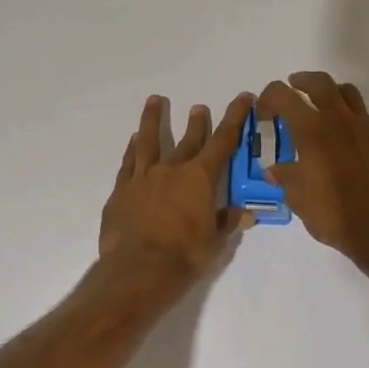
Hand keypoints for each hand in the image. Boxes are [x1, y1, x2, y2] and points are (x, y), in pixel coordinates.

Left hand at [99, 93, 254, 280]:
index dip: (235, 117)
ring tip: (155, 101)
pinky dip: (132, 149)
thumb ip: (228, 222)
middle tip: (199, 107)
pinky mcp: (121, 190)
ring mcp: (143, 178)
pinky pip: (128, 163)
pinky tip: (133, 141)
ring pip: (149, 141)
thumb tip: (246, 213)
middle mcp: (172, 170)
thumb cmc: (184, 256)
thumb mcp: (215, 242)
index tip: (242, 97)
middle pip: (188, 140)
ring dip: (153, 120)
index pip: (223, 141)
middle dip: (197, 122)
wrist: (138, 270)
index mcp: (200, 179)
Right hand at [257, 72, 368, 266]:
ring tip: (329, 103)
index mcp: (312, 130)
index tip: (265, 112)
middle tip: (296, 87)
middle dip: (303, 81)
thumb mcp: (298, 199)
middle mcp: (340, 120)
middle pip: (320, 83)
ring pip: (352, 94)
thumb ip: (285, 178)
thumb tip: (274, 170)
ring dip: (337, 93)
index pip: (282, 96)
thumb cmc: (334, 214)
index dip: (269, 98)